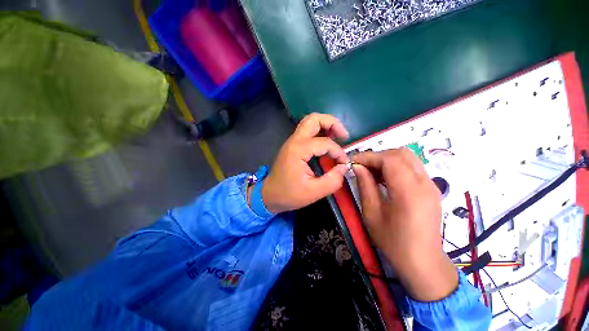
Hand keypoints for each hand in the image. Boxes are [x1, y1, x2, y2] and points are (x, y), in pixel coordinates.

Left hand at [261, 113, 349, 213]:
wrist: (269, 195)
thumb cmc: (289, 194)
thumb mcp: (314, 192)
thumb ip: (332, 180)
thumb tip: (344, 167)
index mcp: (298, 150)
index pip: (325, 142)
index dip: (338, 152)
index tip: (344, 164)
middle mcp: (295, 141)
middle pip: (314, 119)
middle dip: (333, 123)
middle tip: (344, 136)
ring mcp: (292, 141)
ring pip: (310, 122)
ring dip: (326, 125)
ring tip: (338, 137)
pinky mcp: (293, 145)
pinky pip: (307, 131)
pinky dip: (320, 131)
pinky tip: (327, 142)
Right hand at [352, 148, 457, 301]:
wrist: (422, 262)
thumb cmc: (393, 241)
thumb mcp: (372, 213)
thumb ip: (365, 185)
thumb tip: (357, 167)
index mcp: (409, 192)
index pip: (389, 159)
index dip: (369, 156)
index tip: (353, 161)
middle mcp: (424, 183)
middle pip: (401, 153)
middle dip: (378, 156)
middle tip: (362, 166)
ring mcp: (431, 185)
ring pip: (408, 158)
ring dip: (387, 160)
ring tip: (371, 172)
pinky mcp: (431, 189)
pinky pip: (412, 168)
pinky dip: (396, 167)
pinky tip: (384, 179)